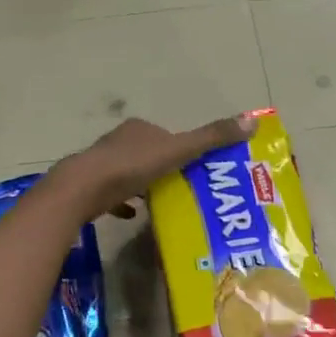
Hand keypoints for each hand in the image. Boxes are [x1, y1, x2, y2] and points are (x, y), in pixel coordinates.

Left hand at [50, 114, 253, 220]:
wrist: (83, 189)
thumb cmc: (131, 166)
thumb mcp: (178, 151)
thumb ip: (212, 138)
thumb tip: (253, 120)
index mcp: (140, 129)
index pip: (167, 136)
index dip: (183, 150)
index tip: (198, 170)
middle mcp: (119, 141)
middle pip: (149, 154)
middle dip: (164, 169)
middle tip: (186, 190)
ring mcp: (102, 164)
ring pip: (130, 173)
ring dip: (145, 185)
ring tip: (164, 203)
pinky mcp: (90, 187)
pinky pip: (113, 194)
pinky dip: (125, 203)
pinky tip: (135, 216)